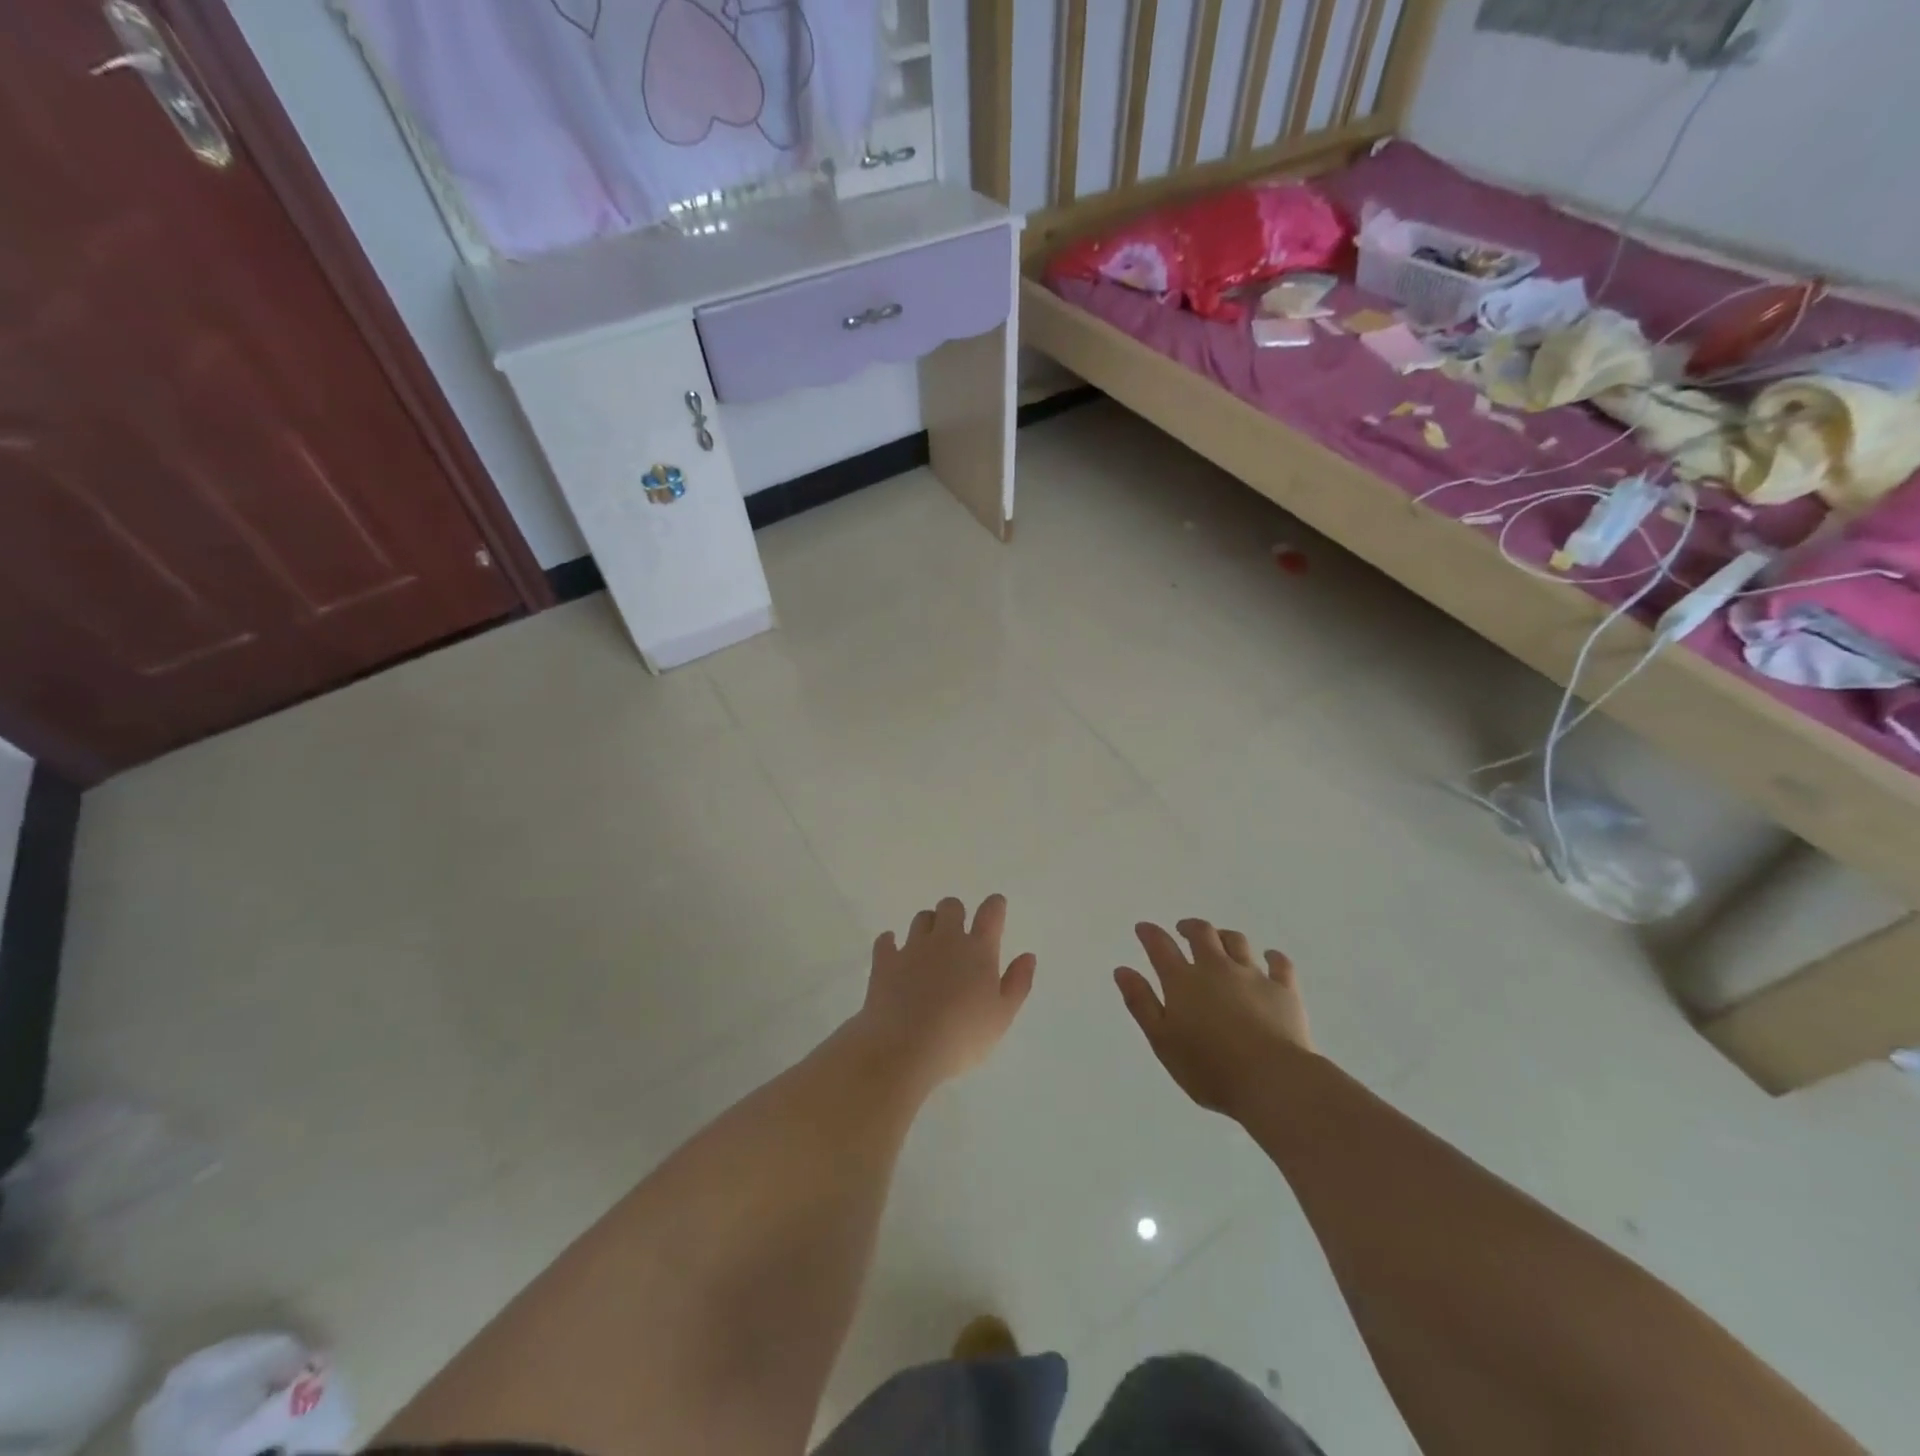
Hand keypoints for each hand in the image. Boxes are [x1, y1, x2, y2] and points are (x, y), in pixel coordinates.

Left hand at [854, 895, 1036, 1088]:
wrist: (905, 1048)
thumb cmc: (962, 1036)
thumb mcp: (1002, 1016)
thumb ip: (1018, 983)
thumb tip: (1028, 956)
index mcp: (978, 951)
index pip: (990, 913)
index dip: (994, 905)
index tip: (996, 906)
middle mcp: (945, 940)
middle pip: (951, 906)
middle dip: (956, 913)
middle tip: (957, 933)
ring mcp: (912, 948)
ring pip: (921, 918)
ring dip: (927, 925)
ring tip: (928, 945)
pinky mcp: (885, 961)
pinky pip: (886, 940)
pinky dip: (890, 942)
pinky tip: (892, 950)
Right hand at [1115, 918, 1313, 1118]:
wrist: (1272, 1080)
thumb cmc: (1208, 1068)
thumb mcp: (1162, 1041)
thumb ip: (1141, 1003)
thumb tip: (1122, 970)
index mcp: (1183, 981)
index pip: (1161, 947)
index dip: (1150, 934)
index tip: (1143, 928)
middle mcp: (1216, 969)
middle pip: (1202, 934)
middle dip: (1190, 927)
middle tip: (1183, 929)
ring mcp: (1253, 976)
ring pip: (1237, 942)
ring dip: (1225, 936)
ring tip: (1220, 939)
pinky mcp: (1284, 990)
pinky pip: (1279, 964)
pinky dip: (1273, 956)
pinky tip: (1270, 956)